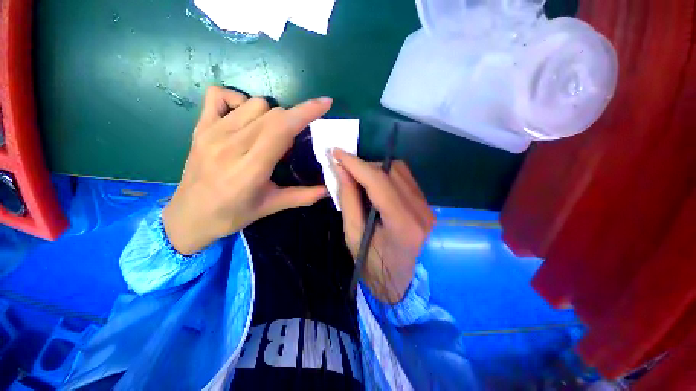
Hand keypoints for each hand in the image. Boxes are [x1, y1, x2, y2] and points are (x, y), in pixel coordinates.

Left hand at [163, 86, 331, 254]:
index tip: (324, 103)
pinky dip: (238, 100)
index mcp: (251, 168)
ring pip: (254, 103)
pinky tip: (243, 119)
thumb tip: (328, 190)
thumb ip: (302, 197)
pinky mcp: (200, 127)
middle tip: (292, 142)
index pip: (282, 129)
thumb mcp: (271, 207)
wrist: (188, 216)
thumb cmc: (232, 215)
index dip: (305, 112)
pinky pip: (220, 95)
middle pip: (273, 113)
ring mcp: (212, 132)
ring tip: (269, 135)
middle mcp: (230, 145)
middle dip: (292, 120)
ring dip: (271, 115)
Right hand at [333, 149, 434, 303]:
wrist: (401, 283)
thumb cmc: (372, 266)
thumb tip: (341, 170)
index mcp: (402, 224)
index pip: (378, 181)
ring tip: (359, 179)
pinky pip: (404, 179)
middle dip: (364, 166)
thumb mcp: (353, 235)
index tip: (337, 152)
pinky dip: (386, 176)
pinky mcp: (426, 205)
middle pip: (391, 171)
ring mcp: (427, 207)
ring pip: (399, 171)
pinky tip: (374, 186)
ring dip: (375, 169)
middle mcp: (420, 211)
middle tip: (346, 170)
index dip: (356, 164)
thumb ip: (348, 199)